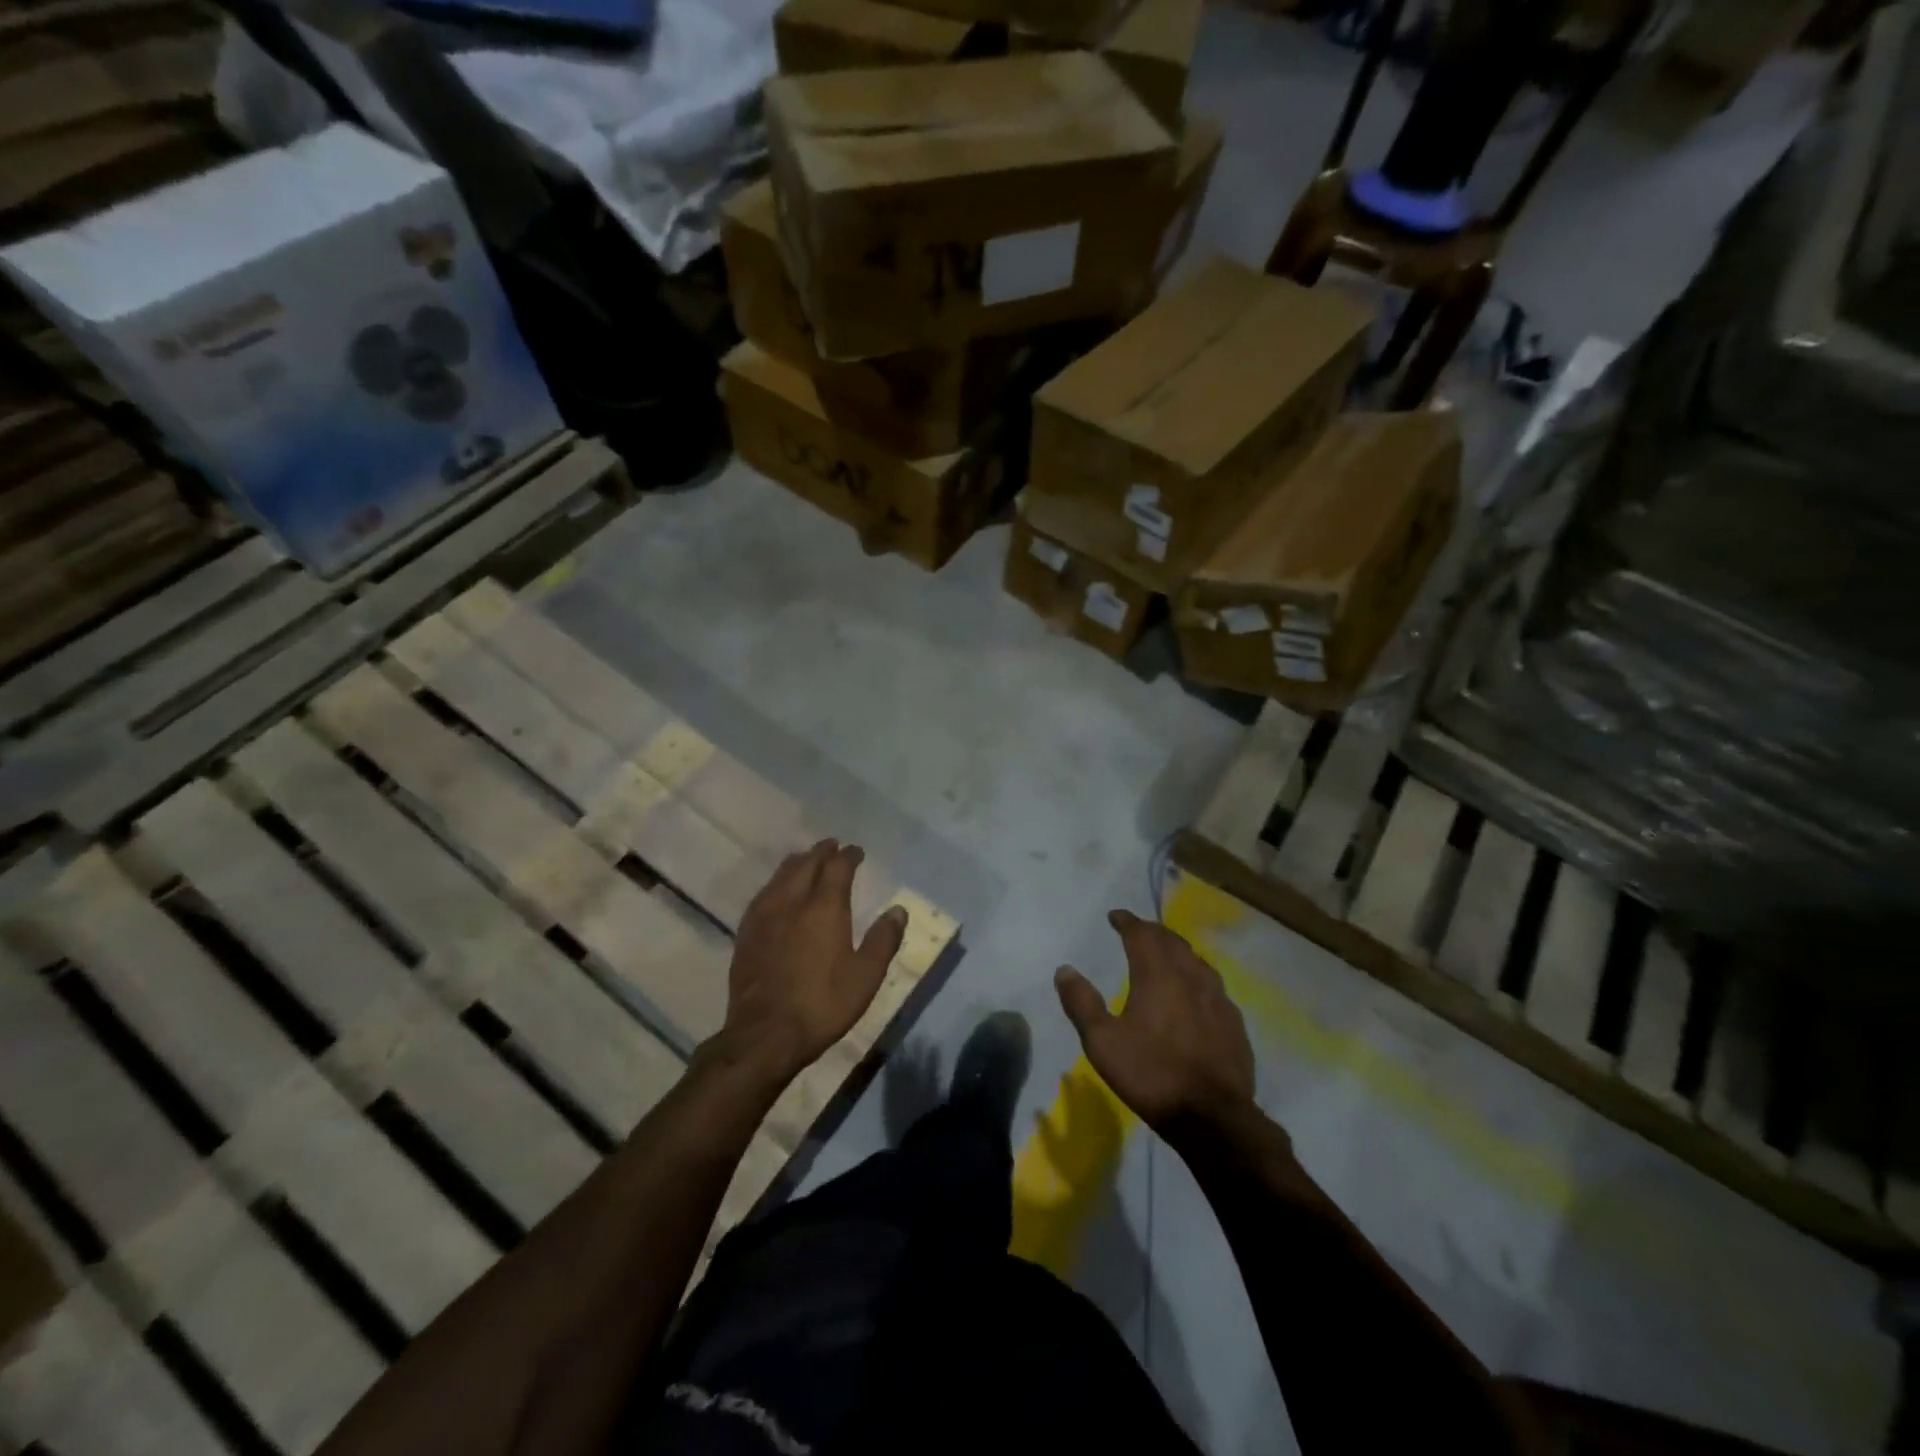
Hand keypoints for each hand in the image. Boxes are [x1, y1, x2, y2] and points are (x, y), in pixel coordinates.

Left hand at [721, 840, 905, 1080]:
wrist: (765, 1034)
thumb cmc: (822, 1004)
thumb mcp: (866, 976)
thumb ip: (883, 940)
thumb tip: (898, 910)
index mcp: (824, 907)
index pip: (838, 867)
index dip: (849, 855)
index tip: (857, 851)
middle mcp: (792, 901)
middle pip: (807, 863)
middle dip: (822, 851)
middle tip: (833, 846)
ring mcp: (764, 915)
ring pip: (781, 874)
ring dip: (798, 862)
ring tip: (807, 860)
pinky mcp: (746, 932)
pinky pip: (764, 893)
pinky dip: (778, 882)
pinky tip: (778, 891)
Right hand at [1055, 909, 1254, 1131]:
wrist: (1213, 1117)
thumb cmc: (1151, 1074)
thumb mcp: (1102, 1042)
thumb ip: (1081, 1003)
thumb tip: (1064, 969)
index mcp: (1157, 975)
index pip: (1141, 934)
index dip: (1127, 921)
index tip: (1115, 916)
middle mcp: (1190, 976)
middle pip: (1171, 941)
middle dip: (1152, 931)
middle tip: (1138, 930)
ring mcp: (1218, 999)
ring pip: (1196, 960)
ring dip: (1177, 950)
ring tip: (1166, 954)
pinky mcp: (1234, 1023)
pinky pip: (1213, 986)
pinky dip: (1197, 977)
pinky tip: (1196, 993)